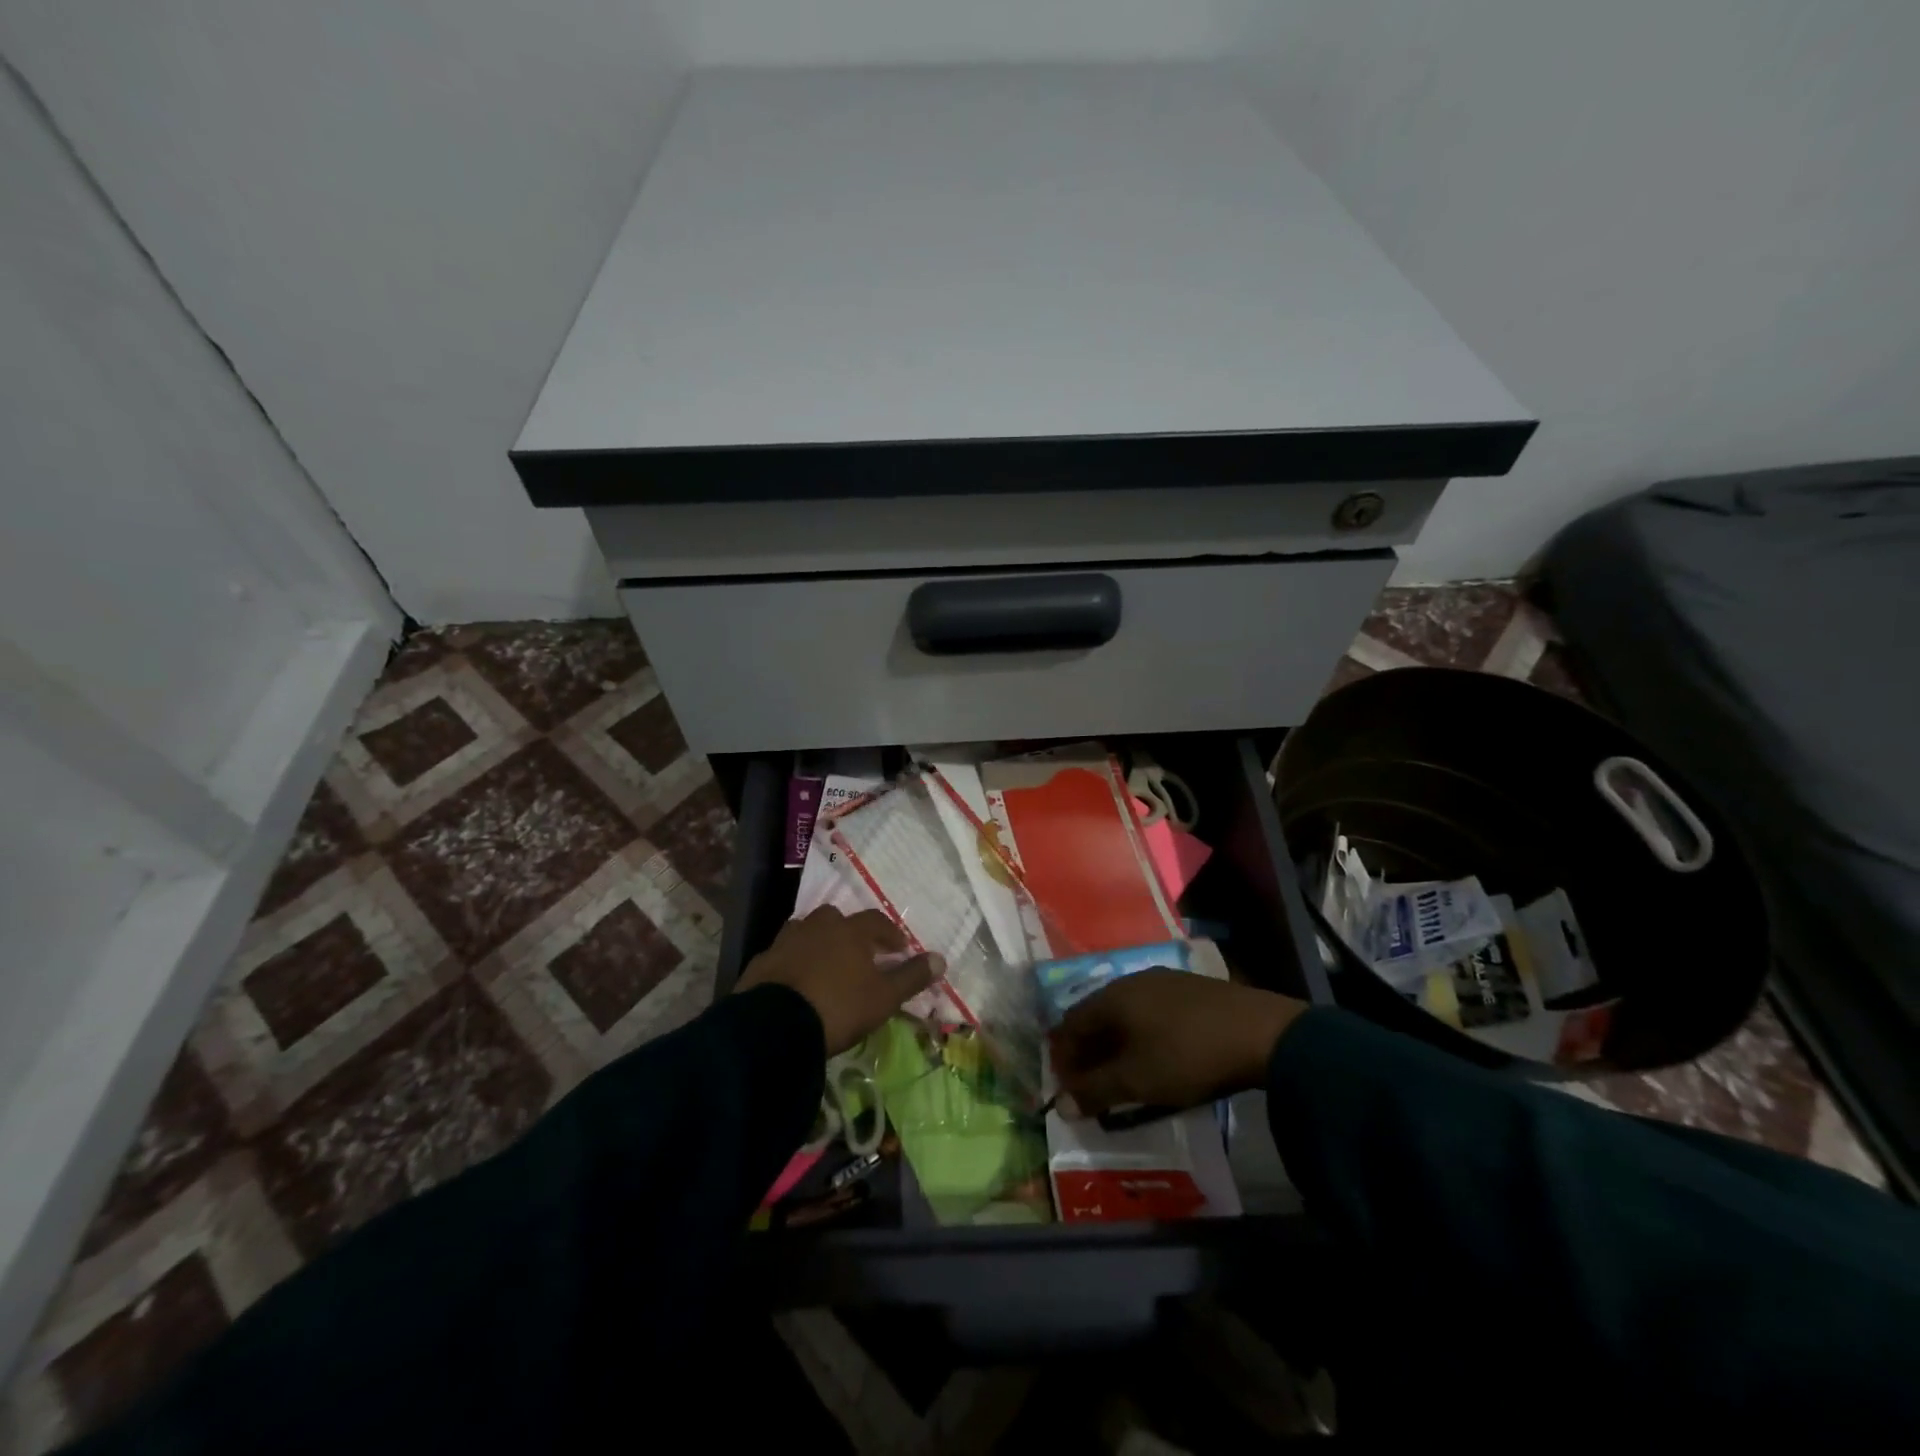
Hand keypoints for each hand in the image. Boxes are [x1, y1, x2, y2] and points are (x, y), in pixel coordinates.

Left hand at [735, 907, 940, 1055]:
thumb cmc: (839, 1007)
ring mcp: (785, 942)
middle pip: (836, 919)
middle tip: (859, 956)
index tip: (900, 949)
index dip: (890, 934)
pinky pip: (782, 956)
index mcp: (849, 930)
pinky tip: (796, 983)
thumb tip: (941, 958)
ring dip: (818, 944)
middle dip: (849, 934)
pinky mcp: (761, 962)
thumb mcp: (884, 997)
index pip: (876, 921)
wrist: (774, 1026)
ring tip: (826, 968)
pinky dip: (792, 963)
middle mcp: (816, 926)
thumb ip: (912, 976)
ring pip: (806, 933)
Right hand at [1049, 971, 1306, 1113]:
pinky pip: (1151, 1012)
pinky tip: (1156, 1056)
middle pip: (1097, 1015)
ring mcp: (1164, 981)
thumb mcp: (1137, 1080)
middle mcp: (1133, 981)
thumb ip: (1095, 1091)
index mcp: (1113, 996)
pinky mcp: (1191, 991)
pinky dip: (1141, 1035)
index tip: (1065, 1087)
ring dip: (1115, 1044)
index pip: (1071, 1023)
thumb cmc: (1187, 1055)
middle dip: (1088, 1050)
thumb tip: (1059, 1105)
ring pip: (1126, 1014)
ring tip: (1122, 1074)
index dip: (1063, 1056)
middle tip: (1089, 1084)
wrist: (1261, 1033)